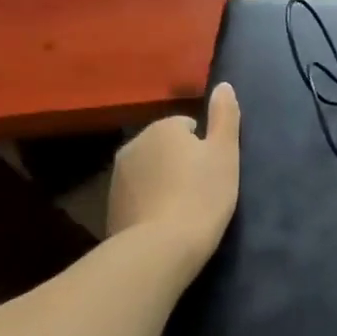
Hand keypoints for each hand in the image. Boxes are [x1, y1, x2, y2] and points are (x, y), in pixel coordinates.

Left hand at [107, 83, 240, 270]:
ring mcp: (117, 178)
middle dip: (181, 162)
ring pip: (151, 171)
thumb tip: (223, 85)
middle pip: (166, 147)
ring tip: (185, 208)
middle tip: (202, 189)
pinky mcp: (110, 208)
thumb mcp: (226, 152)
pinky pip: (139, 196)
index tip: (214, 170)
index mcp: (162, 128)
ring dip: (165, 182)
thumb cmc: (201, 194)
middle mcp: (134, 145)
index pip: (188, 126)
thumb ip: (225, 115)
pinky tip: (166, 223)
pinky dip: (151, 203)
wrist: (160, 250)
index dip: (205, 147)